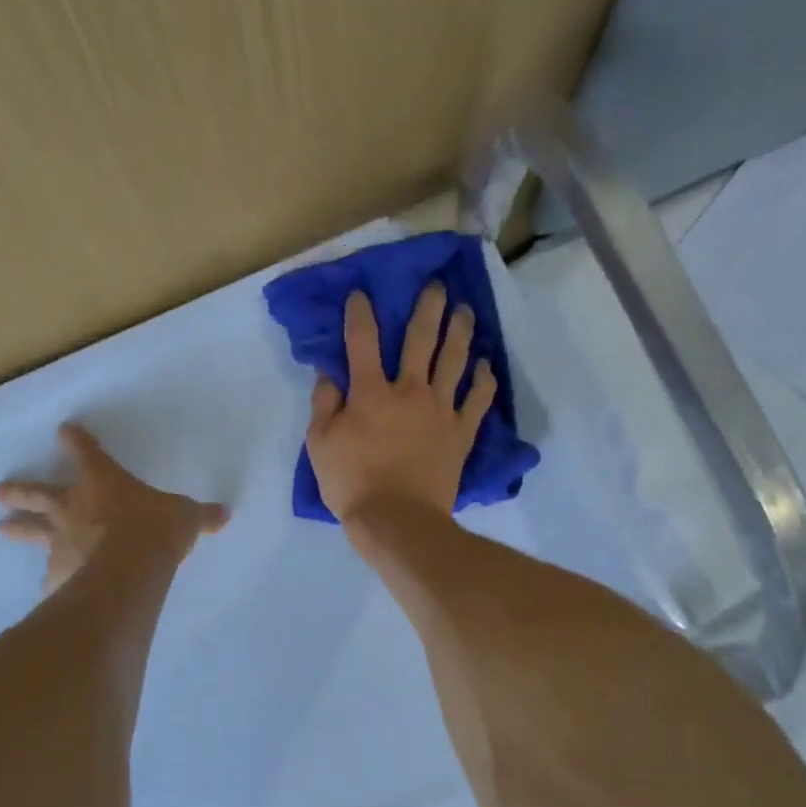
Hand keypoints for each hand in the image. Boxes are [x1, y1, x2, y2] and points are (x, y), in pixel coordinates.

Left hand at [0, 423, 227, 591]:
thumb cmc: (155, 530)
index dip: (77, 441)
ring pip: (33, 530)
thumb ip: (198, 516)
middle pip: (39, 493)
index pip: (86, 453)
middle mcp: (73, 507)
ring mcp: (61, 540)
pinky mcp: (58, 572)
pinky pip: (50, 574)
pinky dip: (48, 578)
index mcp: (102, 482)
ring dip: (18, 527)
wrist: (130, 569)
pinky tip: (44, 587)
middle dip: (20, 490)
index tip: (64, 431)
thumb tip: (224, 514)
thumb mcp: (184, 517)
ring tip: (2, 526)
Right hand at [305, 286, 496, 523]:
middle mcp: (409, 390)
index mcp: (370, 392)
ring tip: (465, 312)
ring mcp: (440, 410)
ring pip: (454, 361)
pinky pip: (477, 400)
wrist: (397, 520)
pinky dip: (483, 381)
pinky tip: (485, 366)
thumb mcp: (320, 445)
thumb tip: (328, 373)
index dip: (361, 313)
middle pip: (421, 339)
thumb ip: (324, 404)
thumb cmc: (352, 484)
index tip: (362, 294)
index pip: (363, 341)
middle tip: (438, 286)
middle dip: (428, 308)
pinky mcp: (461, 432)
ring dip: (461, 332)